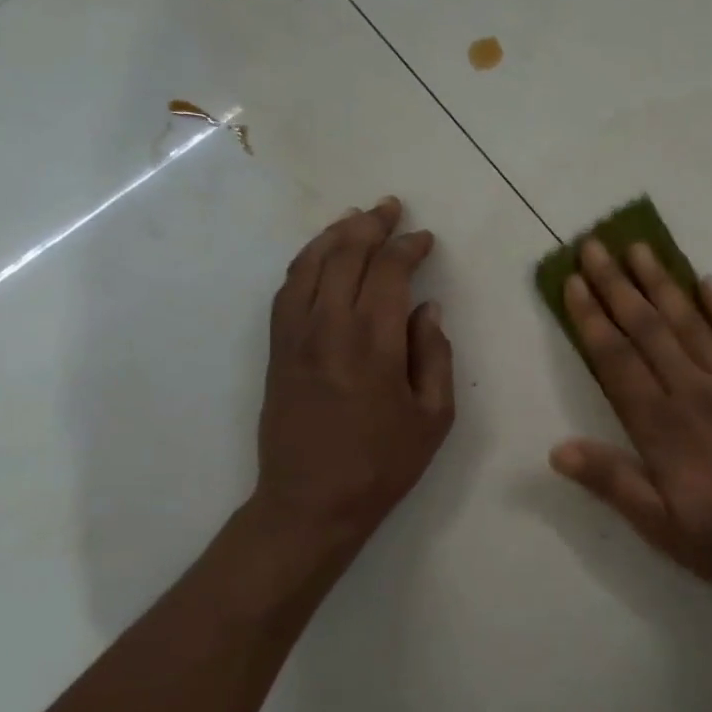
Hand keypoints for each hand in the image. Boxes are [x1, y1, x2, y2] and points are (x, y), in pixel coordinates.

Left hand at [252, 198, 454, 561]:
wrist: (310, 503)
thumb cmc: (382, 465)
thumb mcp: (433, 417)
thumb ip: (434, 355)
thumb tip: (426, 309)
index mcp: (373, 342)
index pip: (388, 271)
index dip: (408, 248)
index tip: (425, 240)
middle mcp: (328, 327)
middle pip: (345, 254)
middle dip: (371, 225)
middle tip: (392, 209)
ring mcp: (295, 335)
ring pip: (310, 264)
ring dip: (334, 234)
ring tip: (356, 217)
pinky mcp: (276, 349)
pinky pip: (287, 289)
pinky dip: (305, 261)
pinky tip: (320, 255)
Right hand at [549, 239, 711, 598]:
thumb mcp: (661, 526)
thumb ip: (612, 482)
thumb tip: (557, 449)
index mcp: (661, 427)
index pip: (616, 360)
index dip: (591, 319)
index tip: (573, 283)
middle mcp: (693, 392)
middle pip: (647, 328)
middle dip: (616, 285)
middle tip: (594, 246)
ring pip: (689, 321)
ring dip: (661, 283)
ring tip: (639, 248)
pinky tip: (706, 281)